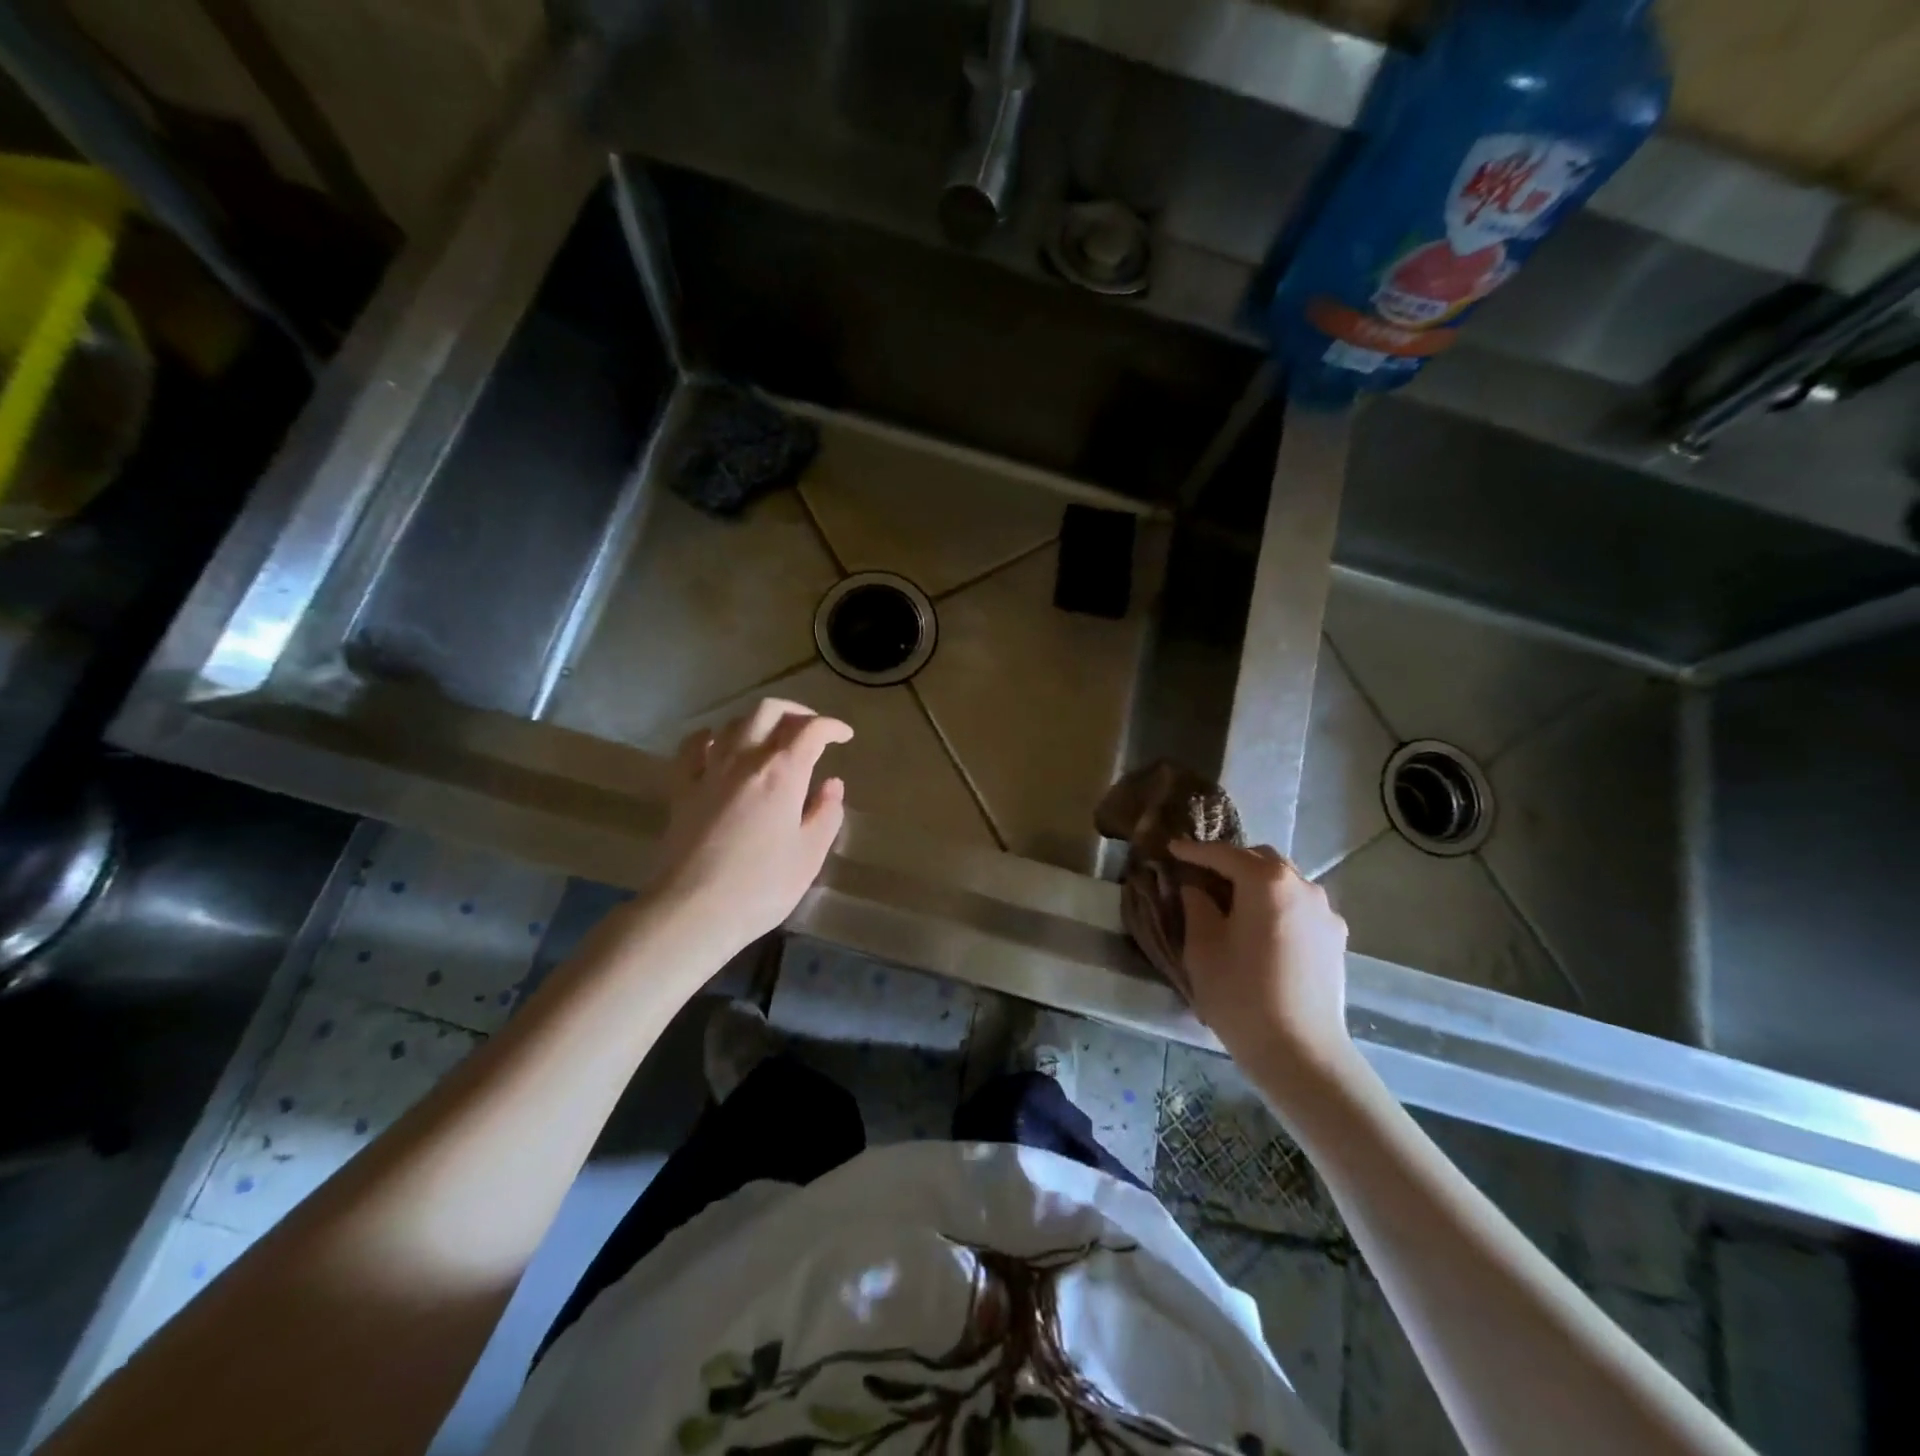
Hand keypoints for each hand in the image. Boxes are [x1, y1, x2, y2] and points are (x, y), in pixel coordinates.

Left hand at [655, 699, 852, 953]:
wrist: (693, 909)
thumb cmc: (762, 886)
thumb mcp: (809, 855)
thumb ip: (825, 813)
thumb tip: (831, 785)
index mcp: (783, 773)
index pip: (811, 731)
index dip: (832, 727)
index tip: (844, 736)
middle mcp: (745, 760)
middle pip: (769, 712)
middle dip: (795, 712)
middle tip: (810, 729)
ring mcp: (709, 771)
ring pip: (734, 723)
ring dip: (758, 722)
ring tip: (771, 738)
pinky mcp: (681, 789)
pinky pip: (693, 747)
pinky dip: (710, 736)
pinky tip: (718, 744)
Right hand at [1168, 840, 1355, 1089]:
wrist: (1300, 1052)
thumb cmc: (1241, 994)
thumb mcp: (1202, 947)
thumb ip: (1196, 905)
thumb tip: (1196, 888)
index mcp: (1266, 882)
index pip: (1224, 854)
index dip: (1194, 851)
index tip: (1172, 849)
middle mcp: (1302, 886)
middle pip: (1261, 859)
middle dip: (1231, 862)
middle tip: (1202, 875)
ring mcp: (1325, 912)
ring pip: (1285, 881)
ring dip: (1257, 883)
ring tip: (1233, 901)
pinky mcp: (1335, 938)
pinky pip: (1300, 907)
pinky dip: (1277, 905)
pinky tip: (1263, 928)